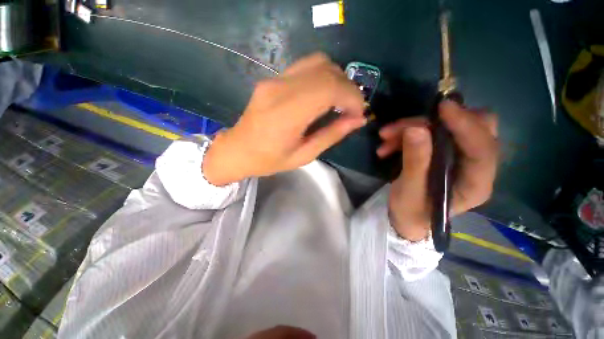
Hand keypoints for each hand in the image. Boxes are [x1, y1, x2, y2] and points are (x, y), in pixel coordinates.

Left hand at [203, 53, 365, 185]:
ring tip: (340, 101)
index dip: (351, 97)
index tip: (358, 113)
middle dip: (348, 88)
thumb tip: (358, 120)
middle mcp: (280, 88)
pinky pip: (306, 67)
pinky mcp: (273, 78)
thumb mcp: (304, 155)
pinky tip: (324, 94)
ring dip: (337, 79)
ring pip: (318, 62)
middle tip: (352, 108)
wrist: (238, 149)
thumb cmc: (269, 160)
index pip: (329, 88)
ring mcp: (275, 79)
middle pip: (326, 71)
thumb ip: (331, 135)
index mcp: (287, 114)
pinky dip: (323, 76)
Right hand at [379, 101, 497, 240]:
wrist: (406, 217)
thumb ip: (415, 162)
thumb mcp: (410, 191)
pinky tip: (387, 145)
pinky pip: (429, 132)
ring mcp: (460, 157)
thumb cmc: (410, 211)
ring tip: (385, 137)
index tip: (441, 106)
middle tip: (407, 124)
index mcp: (476, 183)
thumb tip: (416, 129)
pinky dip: (407, 134)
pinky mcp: (443, 151)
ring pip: (448, 127)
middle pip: (475, 128)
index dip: (465, 124)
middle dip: (438, 121)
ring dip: (413, 127)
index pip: (483, 148)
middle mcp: (475, 167)